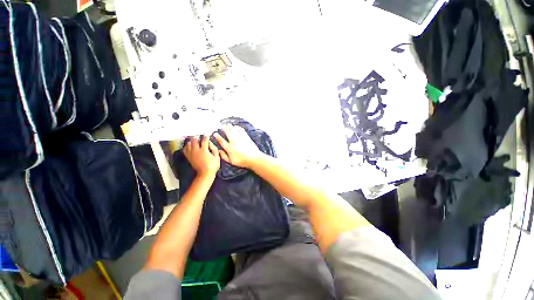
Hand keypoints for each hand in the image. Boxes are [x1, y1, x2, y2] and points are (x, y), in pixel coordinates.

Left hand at [183, 136, 219, 177]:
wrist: (205, 174)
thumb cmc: (213, 166)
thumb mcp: (217, 157)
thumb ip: (214, 149)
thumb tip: (210, 143)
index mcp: (204, 150)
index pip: (204, 140)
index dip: (206, 136)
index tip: (208, 133)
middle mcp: (196, 151)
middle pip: (194, 140)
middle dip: (197, 137)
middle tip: (199, 135)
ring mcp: (191, 154)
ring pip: (189, 144)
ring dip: (191, 141)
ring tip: (194, 139)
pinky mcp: (189, 157)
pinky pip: (185, 150)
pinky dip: (186, 146)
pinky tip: (189, 145)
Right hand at [214, 124, 262, 167]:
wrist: (253, 158)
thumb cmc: (242, 161)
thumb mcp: (231, 161)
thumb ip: (224, 156)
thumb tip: (219, 151)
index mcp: (229, 147)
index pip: (221, 140)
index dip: (217, 136)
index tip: (215, 133)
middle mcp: (233, 141)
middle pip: (227, 132)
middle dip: (224, 128)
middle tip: (221, 125)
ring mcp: (240, 138)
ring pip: (233, 130)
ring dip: (230, 126)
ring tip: (227, 124)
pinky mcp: (246, 136)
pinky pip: (241, 130)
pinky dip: (237, 127)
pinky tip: (236, 127)